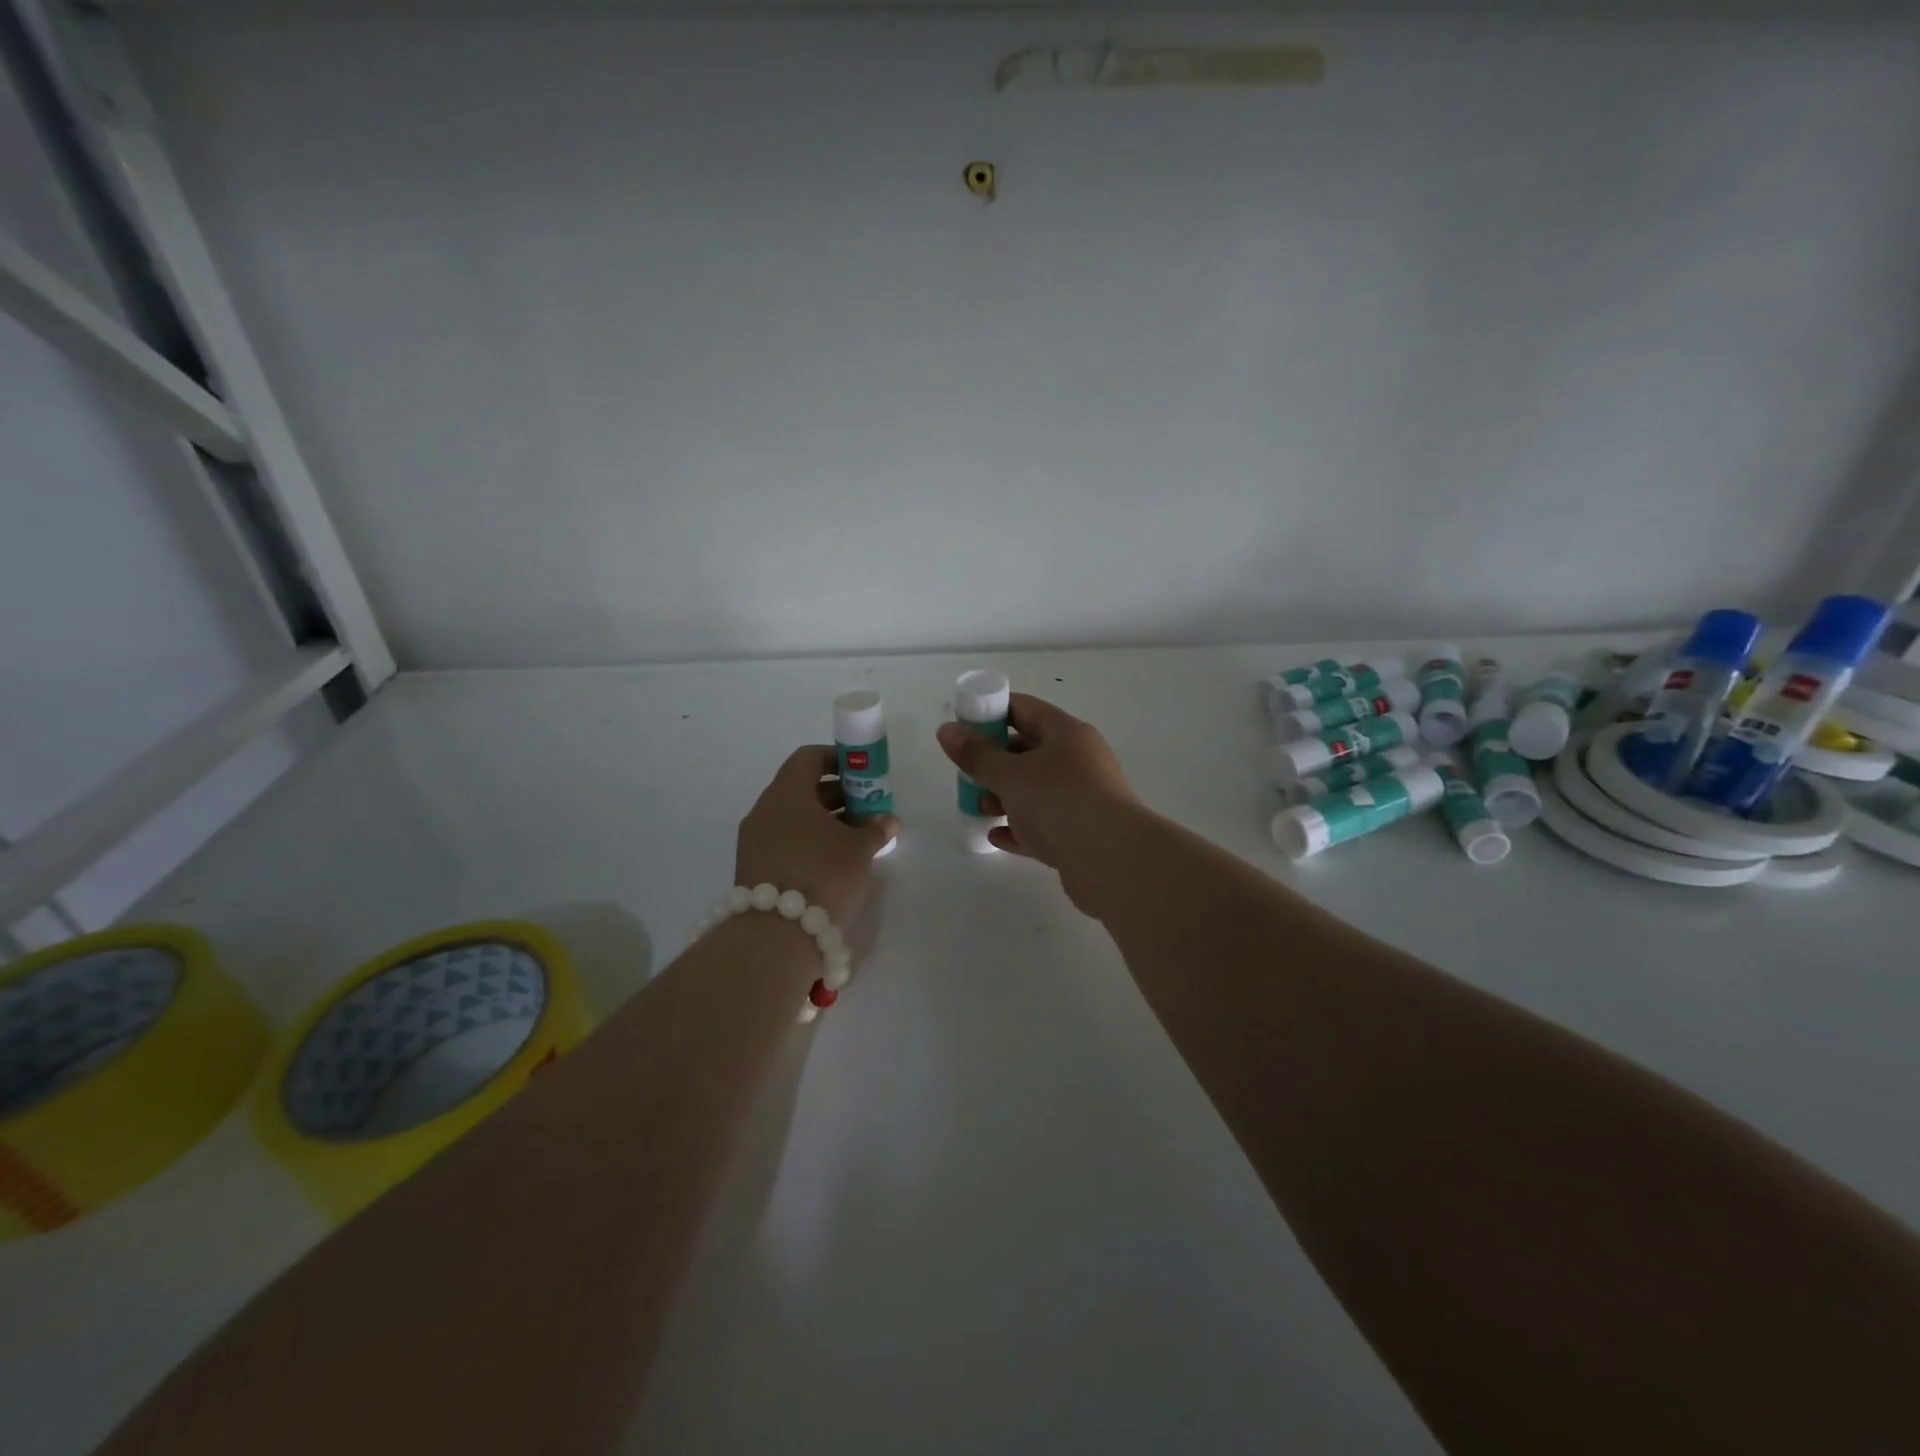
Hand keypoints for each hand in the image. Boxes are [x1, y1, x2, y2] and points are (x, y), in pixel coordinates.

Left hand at [735, 746, 897, 926]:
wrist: (776, 936)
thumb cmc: (823, 875)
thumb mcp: (859, 849)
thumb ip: (875, 829)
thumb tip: (887, 820)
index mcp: (787, 792)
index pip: (808, 758)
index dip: (837, 759)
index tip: (862, 773)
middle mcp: (765, 809)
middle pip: (801, 788)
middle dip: (836, 794)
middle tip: (866, 808)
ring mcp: (754, 840)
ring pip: (793, 816)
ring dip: (824, 820)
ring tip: (856, 837)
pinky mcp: (753, 867)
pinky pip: (784, 840)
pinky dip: (809, 841)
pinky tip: (834, 860)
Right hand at [935, 694, 1138, 912]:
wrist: (1114, 862)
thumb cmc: (1060, 802)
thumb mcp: (1010, 774)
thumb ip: (976, 755)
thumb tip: (947, 730)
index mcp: (1067, 734)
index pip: (1024, 709)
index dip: (991, 712)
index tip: (962, 725)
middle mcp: (1078, 761)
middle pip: (1029, 751)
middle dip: (994, 761)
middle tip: (965, 772)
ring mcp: (1082, 799)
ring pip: (1035, 790)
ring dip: (1005, 796)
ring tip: (979, 807)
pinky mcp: (1080, 834)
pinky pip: (1043, 825)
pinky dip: (1019, 828)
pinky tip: (997, 836)